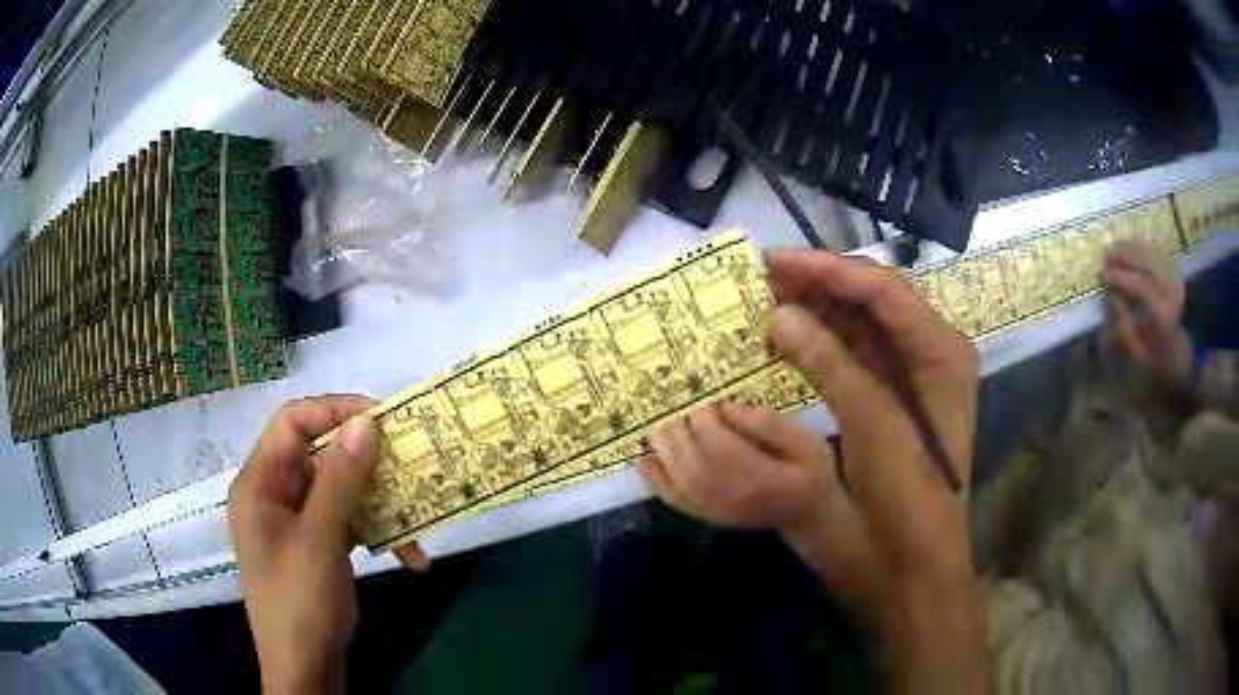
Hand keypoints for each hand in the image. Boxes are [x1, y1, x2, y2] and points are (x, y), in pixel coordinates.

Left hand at [228, 395, 427, 694]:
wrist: (306, 669)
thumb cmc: (298, 605)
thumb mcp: (317, 542)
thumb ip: (339, 482)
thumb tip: (366, 423)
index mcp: (259, 483)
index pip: (292, 423)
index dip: (334, 411)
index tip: (382, 420)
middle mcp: (277, 493)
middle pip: (322, 454)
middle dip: (367, 461)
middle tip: (410, 462)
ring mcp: (300, 520)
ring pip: (343, 489)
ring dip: (381, 503)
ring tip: (419, 517)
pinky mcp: (321, 543)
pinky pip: (351, 521)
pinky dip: (380, 533)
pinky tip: (411, 556)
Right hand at [641, 249, 986, 690]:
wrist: (910, 572)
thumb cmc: (907, 504)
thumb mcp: (876, 431)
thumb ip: (833, 366)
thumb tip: (780, 314)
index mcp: (942, 353)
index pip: (886, 291)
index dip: (830, 270)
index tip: (775, 261)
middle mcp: (927, 356)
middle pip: (872, 302)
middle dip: (819, 285)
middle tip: (761, 276)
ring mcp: (905, 380)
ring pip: (857, 327)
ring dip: (814, 311)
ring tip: (764, 299)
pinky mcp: (882, 403)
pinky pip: (847, 359)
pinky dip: (814, 345)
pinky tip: (782, 339)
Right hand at [1102, 239, 1191, 383]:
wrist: (1177, 355)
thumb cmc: (1153, 357)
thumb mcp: (1135, 352)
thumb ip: (1123, 326)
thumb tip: (1112, 296)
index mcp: (1164, 317)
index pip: (1141, 287)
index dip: (1121, 277)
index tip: (1102, 273)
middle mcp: (1172, 294)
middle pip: (1148, 265)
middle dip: (1126, 256)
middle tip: (1106, 254)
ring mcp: (1175, 280)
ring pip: (1152, 254)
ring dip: (1132, 248)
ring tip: (1114, 247)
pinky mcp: (1174, 273)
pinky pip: (1157, 252)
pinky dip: (1142, 246)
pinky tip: (1129, 246)